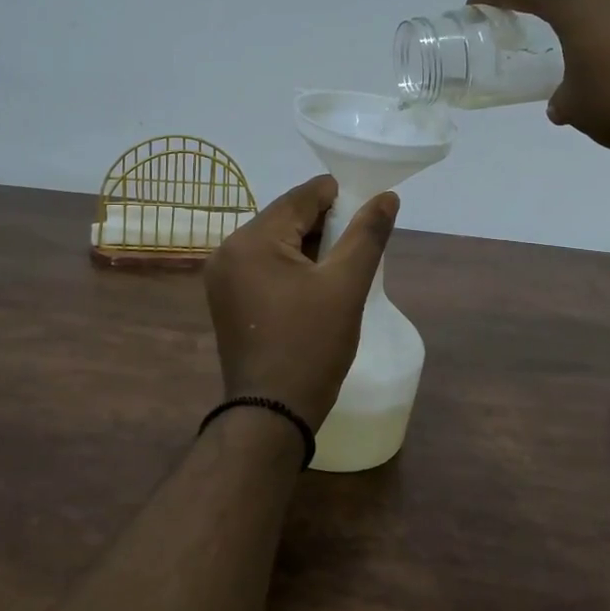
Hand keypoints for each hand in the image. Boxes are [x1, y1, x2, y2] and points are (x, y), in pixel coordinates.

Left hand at [204, 175, 398, 427]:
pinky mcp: (227, 300)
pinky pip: (263, 267)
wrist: (272, 413)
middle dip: (323, 225)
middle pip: (284, 219)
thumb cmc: (311, 346)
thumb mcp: (346, 286)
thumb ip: (367, 235)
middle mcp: (228, 251)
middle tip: (359, 242)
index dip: (337, 196)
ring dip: (309, 247)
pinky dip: (291, 267)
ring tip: (343, 265)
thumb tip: (387, 197)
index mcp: (251, 240)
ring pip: (274, 244)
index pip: (299, 198)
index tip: (368, 208)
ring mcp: (222, 278)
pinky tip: (316, 284)